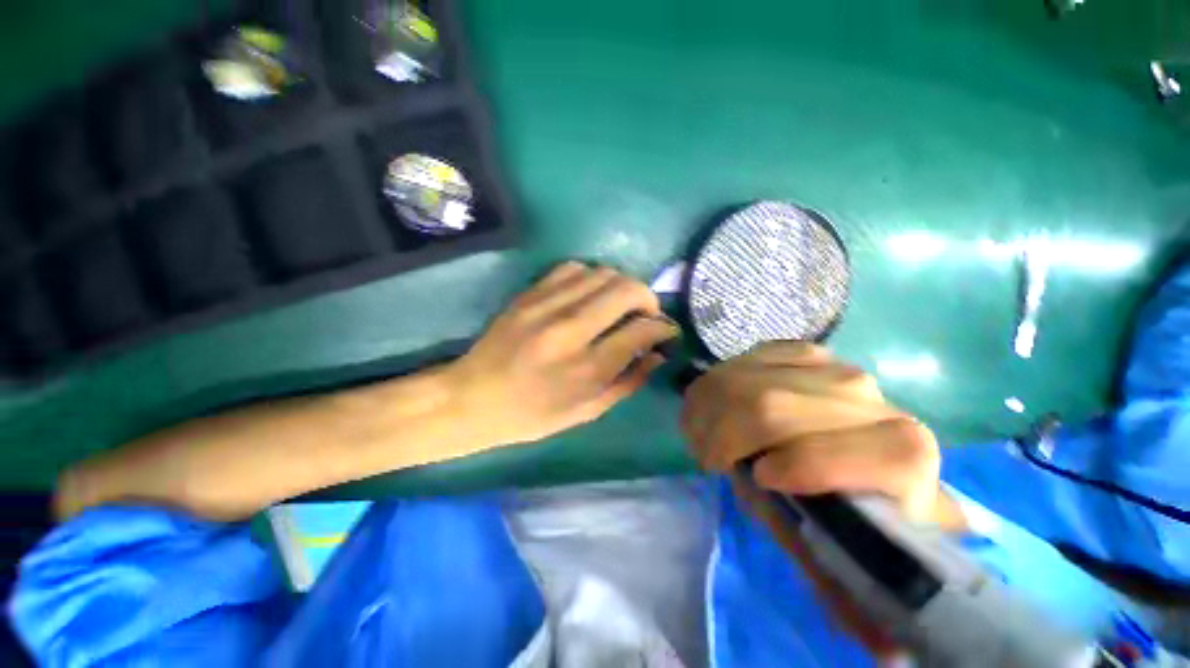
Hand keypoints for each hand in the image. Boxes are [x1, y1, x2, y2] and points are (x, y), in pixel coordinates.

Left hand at [448, 262, 678, 446]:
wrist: (472, 398)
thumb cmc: (532, 415)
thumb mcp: (586, 412)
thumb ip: (628, 382)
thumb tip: (658, 354)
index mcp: (586, 369)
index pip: (641, 330)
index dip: (663, 328)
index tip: (667, 331)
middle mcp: (569, 330)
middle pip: (626, 290)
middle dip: (648, 298)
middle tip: (646, 314)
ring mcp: (546, 306)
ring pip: (603, 273)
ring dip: (621, 286)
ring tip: (619, 305)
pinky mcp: (529, 294)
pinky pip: (573, 268)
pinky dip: (592, 277)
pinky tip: (589, 295)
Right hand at [682, 342, 964, 658]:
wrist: (851, 442)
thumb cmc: (843, 502)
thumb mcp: (840, 549)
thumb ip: (848, 591)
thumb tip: (880, 657)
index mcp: (906, 456)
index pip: (867, 452)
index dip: (805, 466)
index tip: (755, 479)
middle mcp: (875, 400)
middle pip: (772, 406)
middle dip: (721, 435)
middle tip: (707, 457)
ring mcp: (833, 366)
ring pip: (746, 380)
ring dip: (707, 410)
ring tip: (702, 433)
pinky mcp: (801, 350)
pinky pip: (743, 360)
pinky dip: (717, 385)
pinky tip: (718, 404)